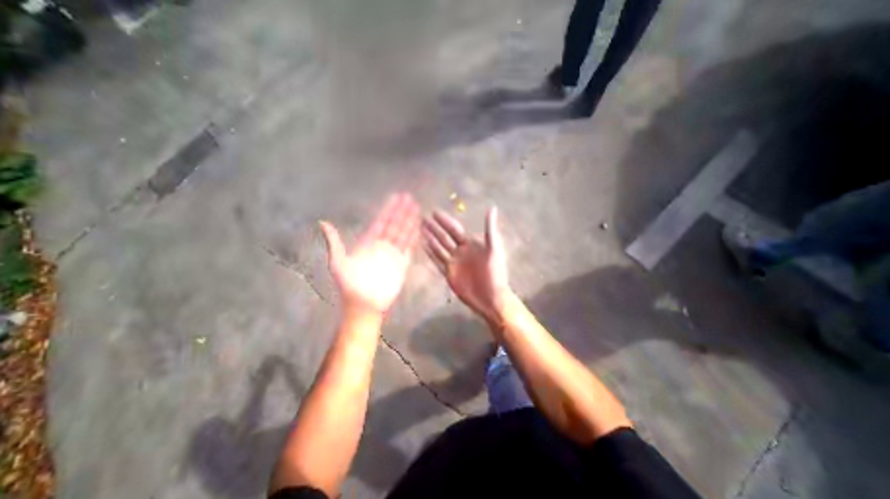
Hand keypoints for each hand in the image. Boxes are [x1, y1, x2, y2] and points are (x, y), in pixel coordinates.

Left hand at [319, 192, 421, 317]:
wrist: (364, 305)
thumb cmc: (350, 286)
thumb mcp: (338, 262)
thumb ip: (334, 242)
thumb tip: (323, 223)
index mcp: (368, 243)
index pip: (381, 222)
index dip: (389, 210)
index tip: (396, 198)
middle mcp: (382, 246)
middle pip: (394, 225)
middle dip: (402, 211)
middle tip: (410, 198)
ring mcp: (393, 254)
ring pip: (403, 234)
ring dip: (410, 221)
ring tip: (417, 209)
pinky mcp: (402, 264)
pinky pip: (409, 248)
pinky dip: (414, 238)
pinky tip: (418, 228)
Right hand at [424, 205, 515, 322]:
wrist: (491, 297)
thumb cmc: (495, 273)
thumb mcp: (494, 249)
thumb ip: (490, 229)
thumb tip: (492, 208)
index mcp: (470, 244)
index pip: (454, 229)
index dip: (444, 221)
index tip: (434, 212)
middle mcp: (460, 251)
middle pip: (444, 237)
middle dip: (434, 228)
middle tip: (422, 218)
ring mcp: (453, 263)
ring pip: (438, 248)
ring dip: (430, 239)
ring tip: (420, 230)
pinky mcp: (449, 274)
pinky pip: (437, 261)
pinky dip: (430, 254)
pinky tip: (423, 246)